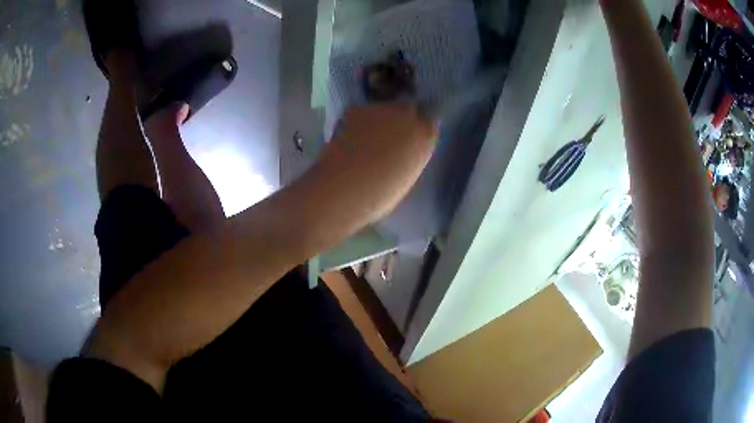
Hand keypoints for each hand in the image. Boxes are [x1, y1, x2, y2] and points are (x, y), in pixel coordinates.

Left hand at [316, 104, 438, 220]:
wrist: (349, 186)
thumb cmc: (383, 193)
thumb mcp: (407, 176)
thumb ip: (409, 157)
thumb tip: (401, 153)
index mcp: (426, 136)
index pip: (428, 124)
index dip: (416, 130)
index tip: (407, 139)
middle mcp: (408, 115)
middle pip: (407, 109)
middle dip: (398, 119)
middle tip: (385, 136)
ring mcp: (382, 109)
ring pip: (381, 110)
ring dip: (376, 119)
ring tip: (362, 139)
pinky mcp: (357, 109)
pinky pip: (359, 113)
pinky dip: (354, 123)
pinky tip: (346, 139)